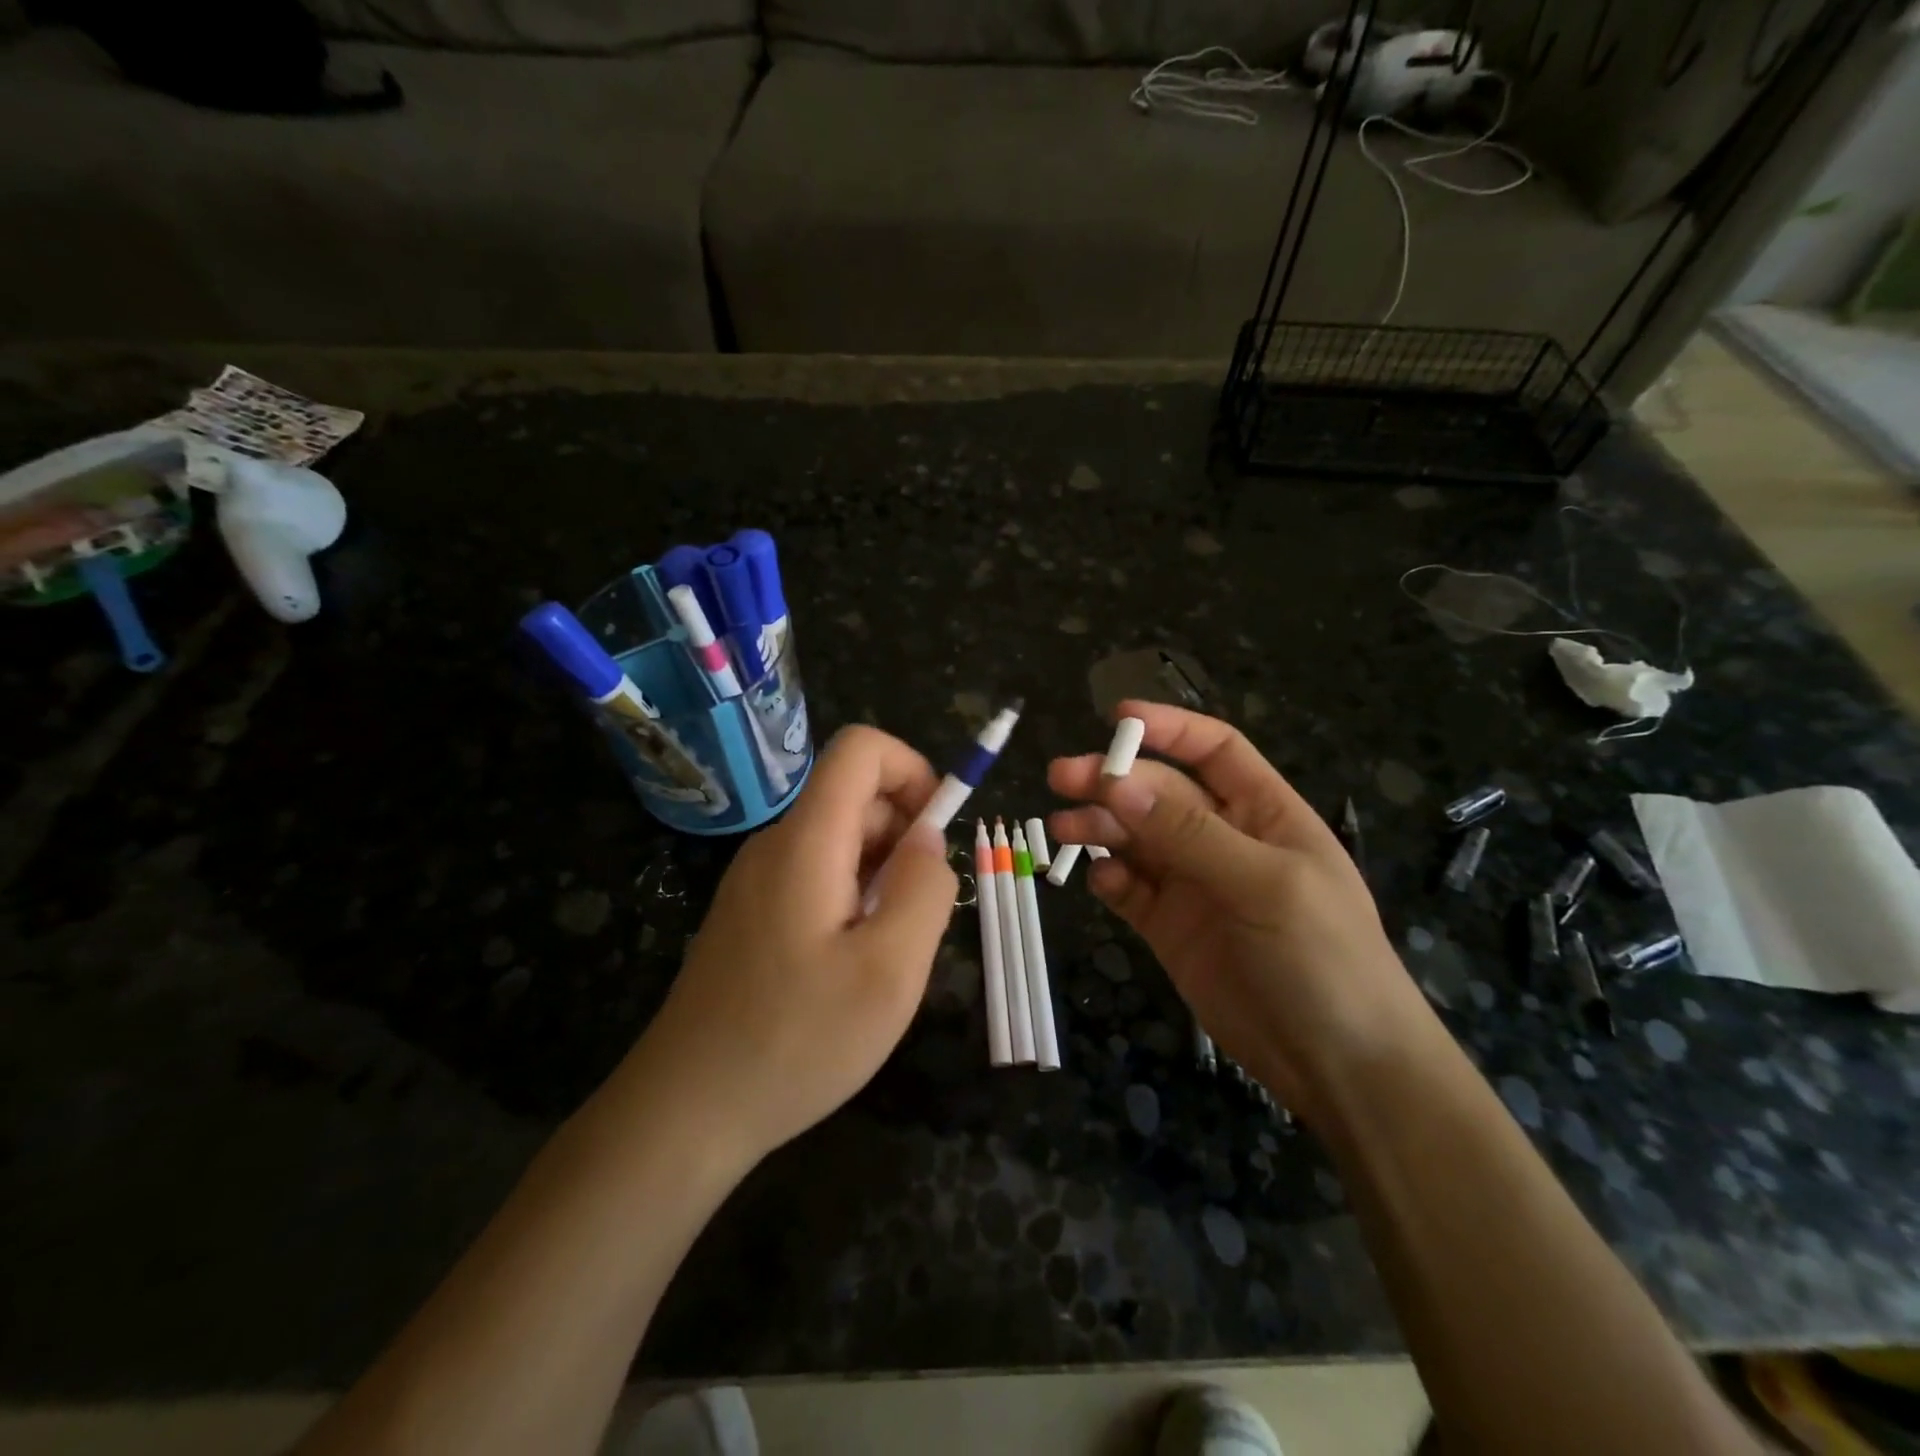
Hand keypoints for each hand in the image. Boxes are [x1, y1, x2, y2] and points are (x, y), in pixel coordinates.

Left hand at [631, 725, 957, 1170]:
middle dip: (903, 835)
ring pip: (839, 840)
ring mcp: (756, 880)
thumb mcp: (891, 970)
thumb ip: (924, 889)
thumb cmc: (796, 1041)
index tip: (936, 834)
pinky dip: (852, 898)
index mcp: (807, 840)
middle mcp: (776, 844)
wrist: (686, 1111)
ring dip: (880, 874)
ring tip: (886, 950)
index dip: (912, 769)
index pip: (860, 748)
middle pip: (853, 796)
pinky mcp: (750, 913)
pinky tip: (849, 966)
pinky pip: (815, 876)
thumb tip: (928, 838)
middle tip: (916, 916)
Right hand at [1048, 702, 1430, 1120]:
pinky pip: (1130, 889)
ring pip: (1136, 838)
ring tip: (1063, 829)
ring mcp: (1194, 884)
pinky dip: (1110, 879)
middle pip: (1160, 792)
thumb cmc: (1323, 959)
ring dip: (1100, 826)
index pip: (1215, 751)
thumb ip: (1189, 834)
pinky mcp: (1169, 927)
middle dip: (1114, 780)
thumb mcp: (1265, 885)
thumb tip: (1118, 782)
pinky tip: (1099, 882)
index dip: (1170, 729)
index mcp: (1264, 813)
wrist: (1339, 1067)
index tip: (1117, 719)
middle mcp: (1224, 840)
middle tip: (1061, 778)